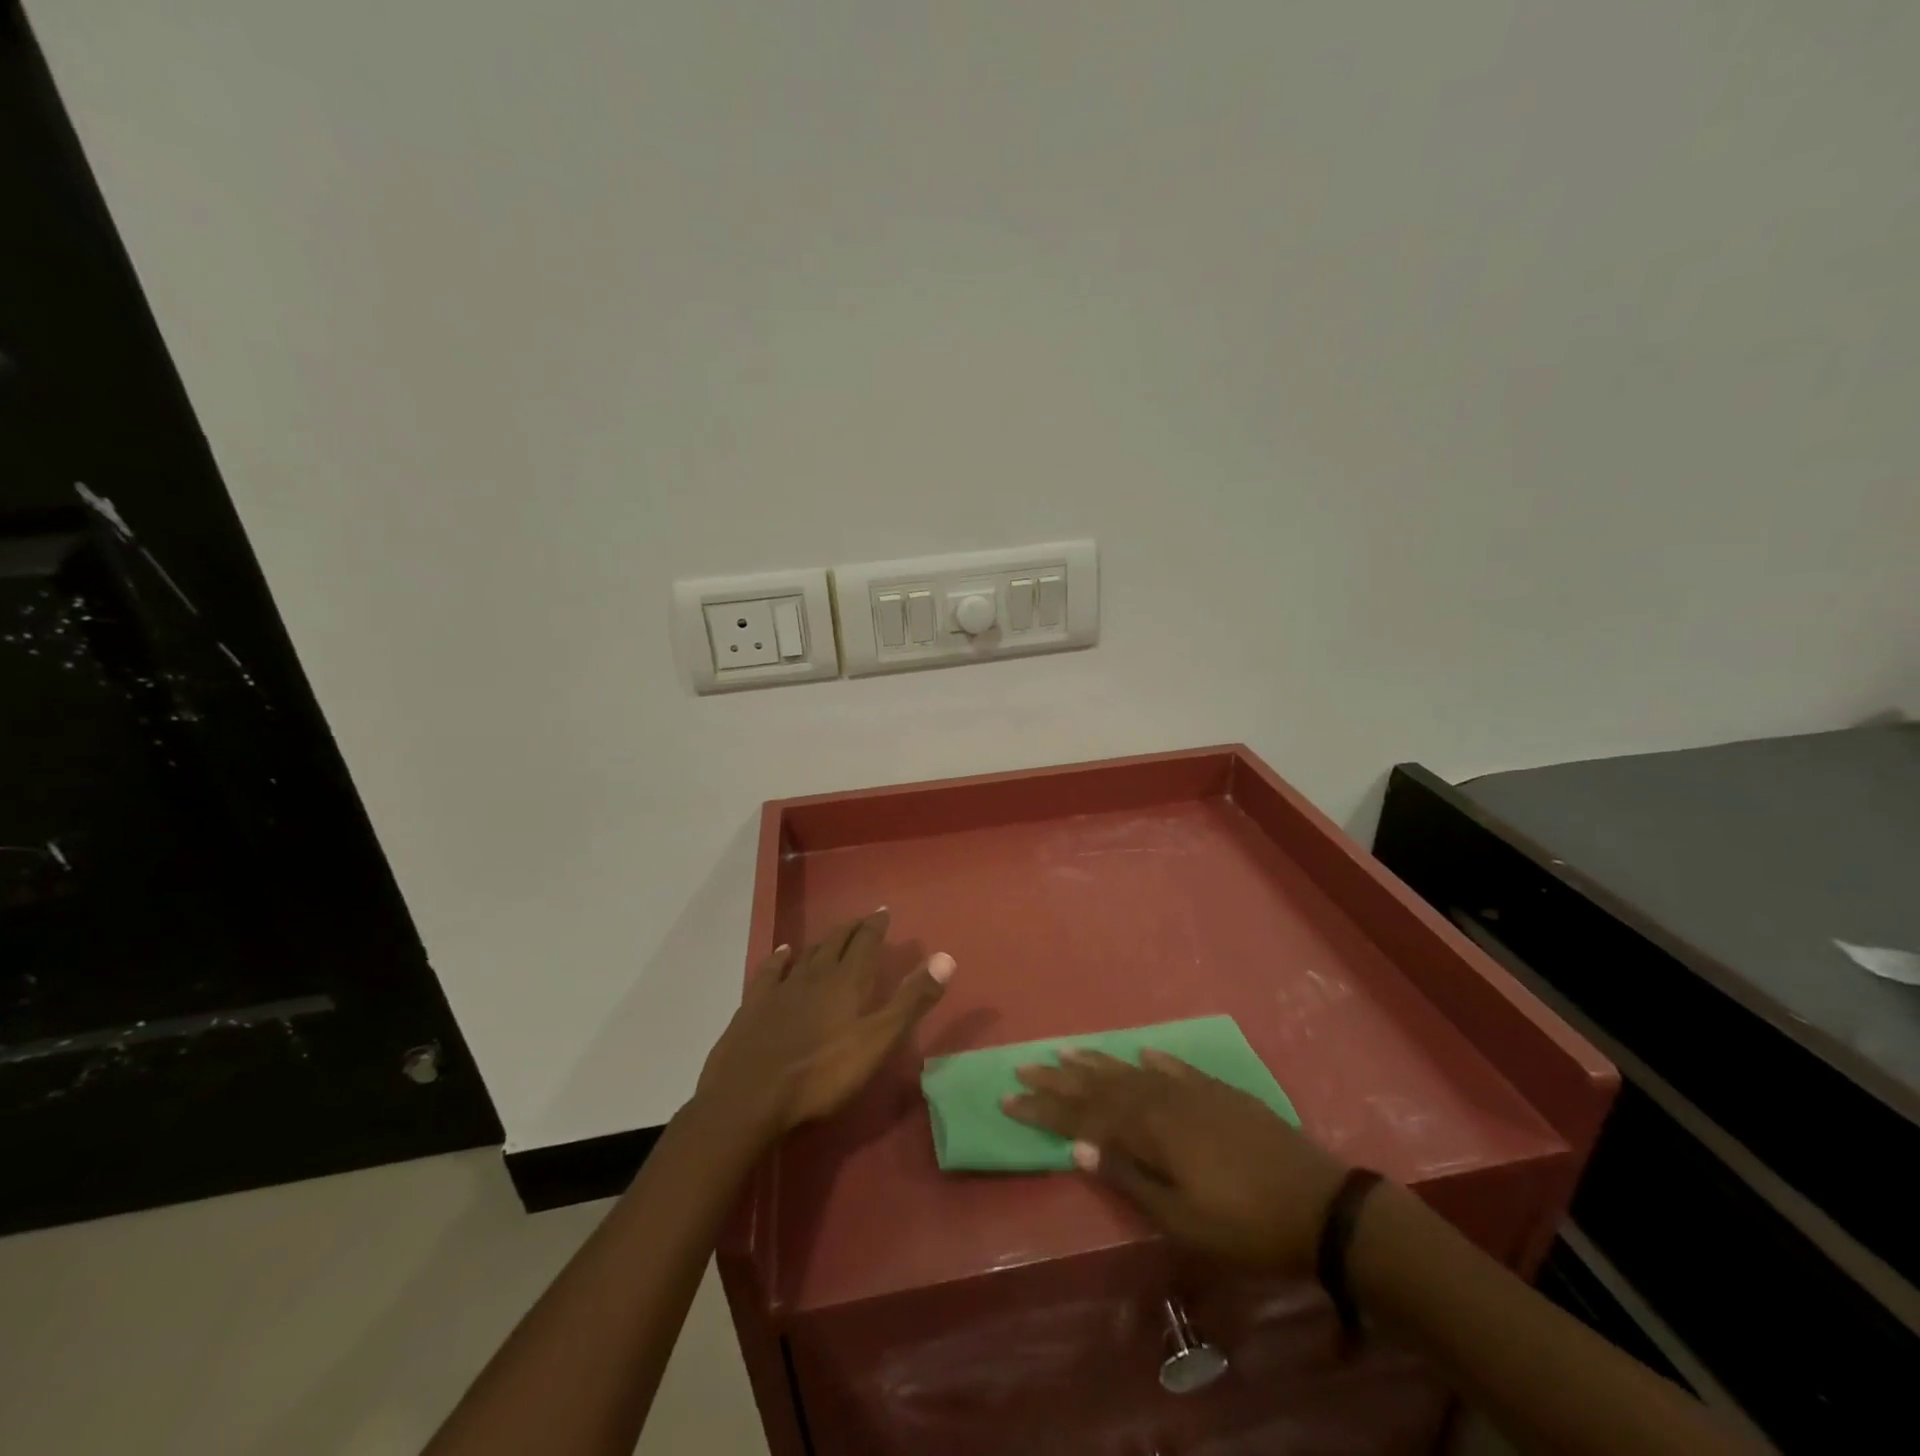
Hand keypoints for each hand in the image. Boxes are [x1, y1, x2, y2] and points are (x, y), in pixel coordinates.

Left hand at [695, 909, 953, 1138]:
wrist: (749, 1095)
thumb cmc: (822, 1073)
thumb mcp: (878, 1041)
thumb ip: (911, 1000)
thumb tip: (946, 958)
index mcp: (847, 981)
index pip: (866, 943)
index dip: (876, 926)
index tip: (883, 911)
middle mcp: (815, 974)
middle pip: (836, 942)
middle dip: (852, 929)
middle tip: (863, 919)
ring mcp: (782, 988)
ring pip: (807, 954)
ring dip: (823, 941)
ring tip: (832, 934)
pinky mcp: (755, 1004)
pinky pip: (771, 971)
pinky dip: (780, 958)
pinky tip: (783, 952)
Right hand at [1003, 1049, 1348, 1274]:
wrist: (1322, 1206)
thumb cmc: (1246, 1225)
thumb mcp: (1182, 1219)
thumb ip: (1129, 1177)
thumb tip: (1079, 1145)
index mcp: (1150, 1130)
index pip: (1084, 1115)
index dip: (1045, 1108)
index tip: (1009, 1097)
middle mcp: (1163, 1099)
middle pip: (1102, 1085)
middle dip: (1060, 1079)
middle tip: (1024, 1065)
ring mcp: (1193, 1091)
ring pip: (1132, 1071)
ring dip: (1097, 1063)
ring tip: (1066, 1052)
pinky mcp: (1219, 1092)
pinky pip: (1175, 1068)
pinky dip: (1154, 1061)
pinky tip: (1140, 1053)